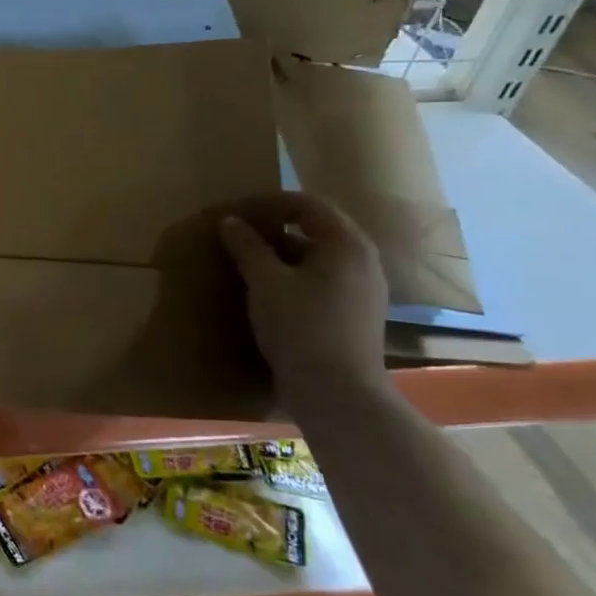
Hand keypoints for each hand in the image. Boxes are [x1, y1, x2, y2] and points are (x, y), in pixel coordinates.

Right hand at [218, 192, 388, 391]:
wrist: (338, 393)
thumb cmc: (302, 327)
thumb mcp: (265, 282)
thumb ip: (247, 247)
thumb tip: (231, 221)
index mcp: (347, 244)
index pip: (307, 204)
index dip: (269, 202)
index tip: (236, 211)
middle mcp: (363, 261)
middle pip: (317, 228)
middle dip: (275, 226)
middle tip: (239, 232)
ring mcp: (364, 289)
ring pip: (318, 256)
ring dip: (283, 251)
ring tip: (248, 259)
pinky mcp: (355, 314)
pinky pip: (322, 279)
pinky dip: (294, 274)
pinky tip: (269, 290)